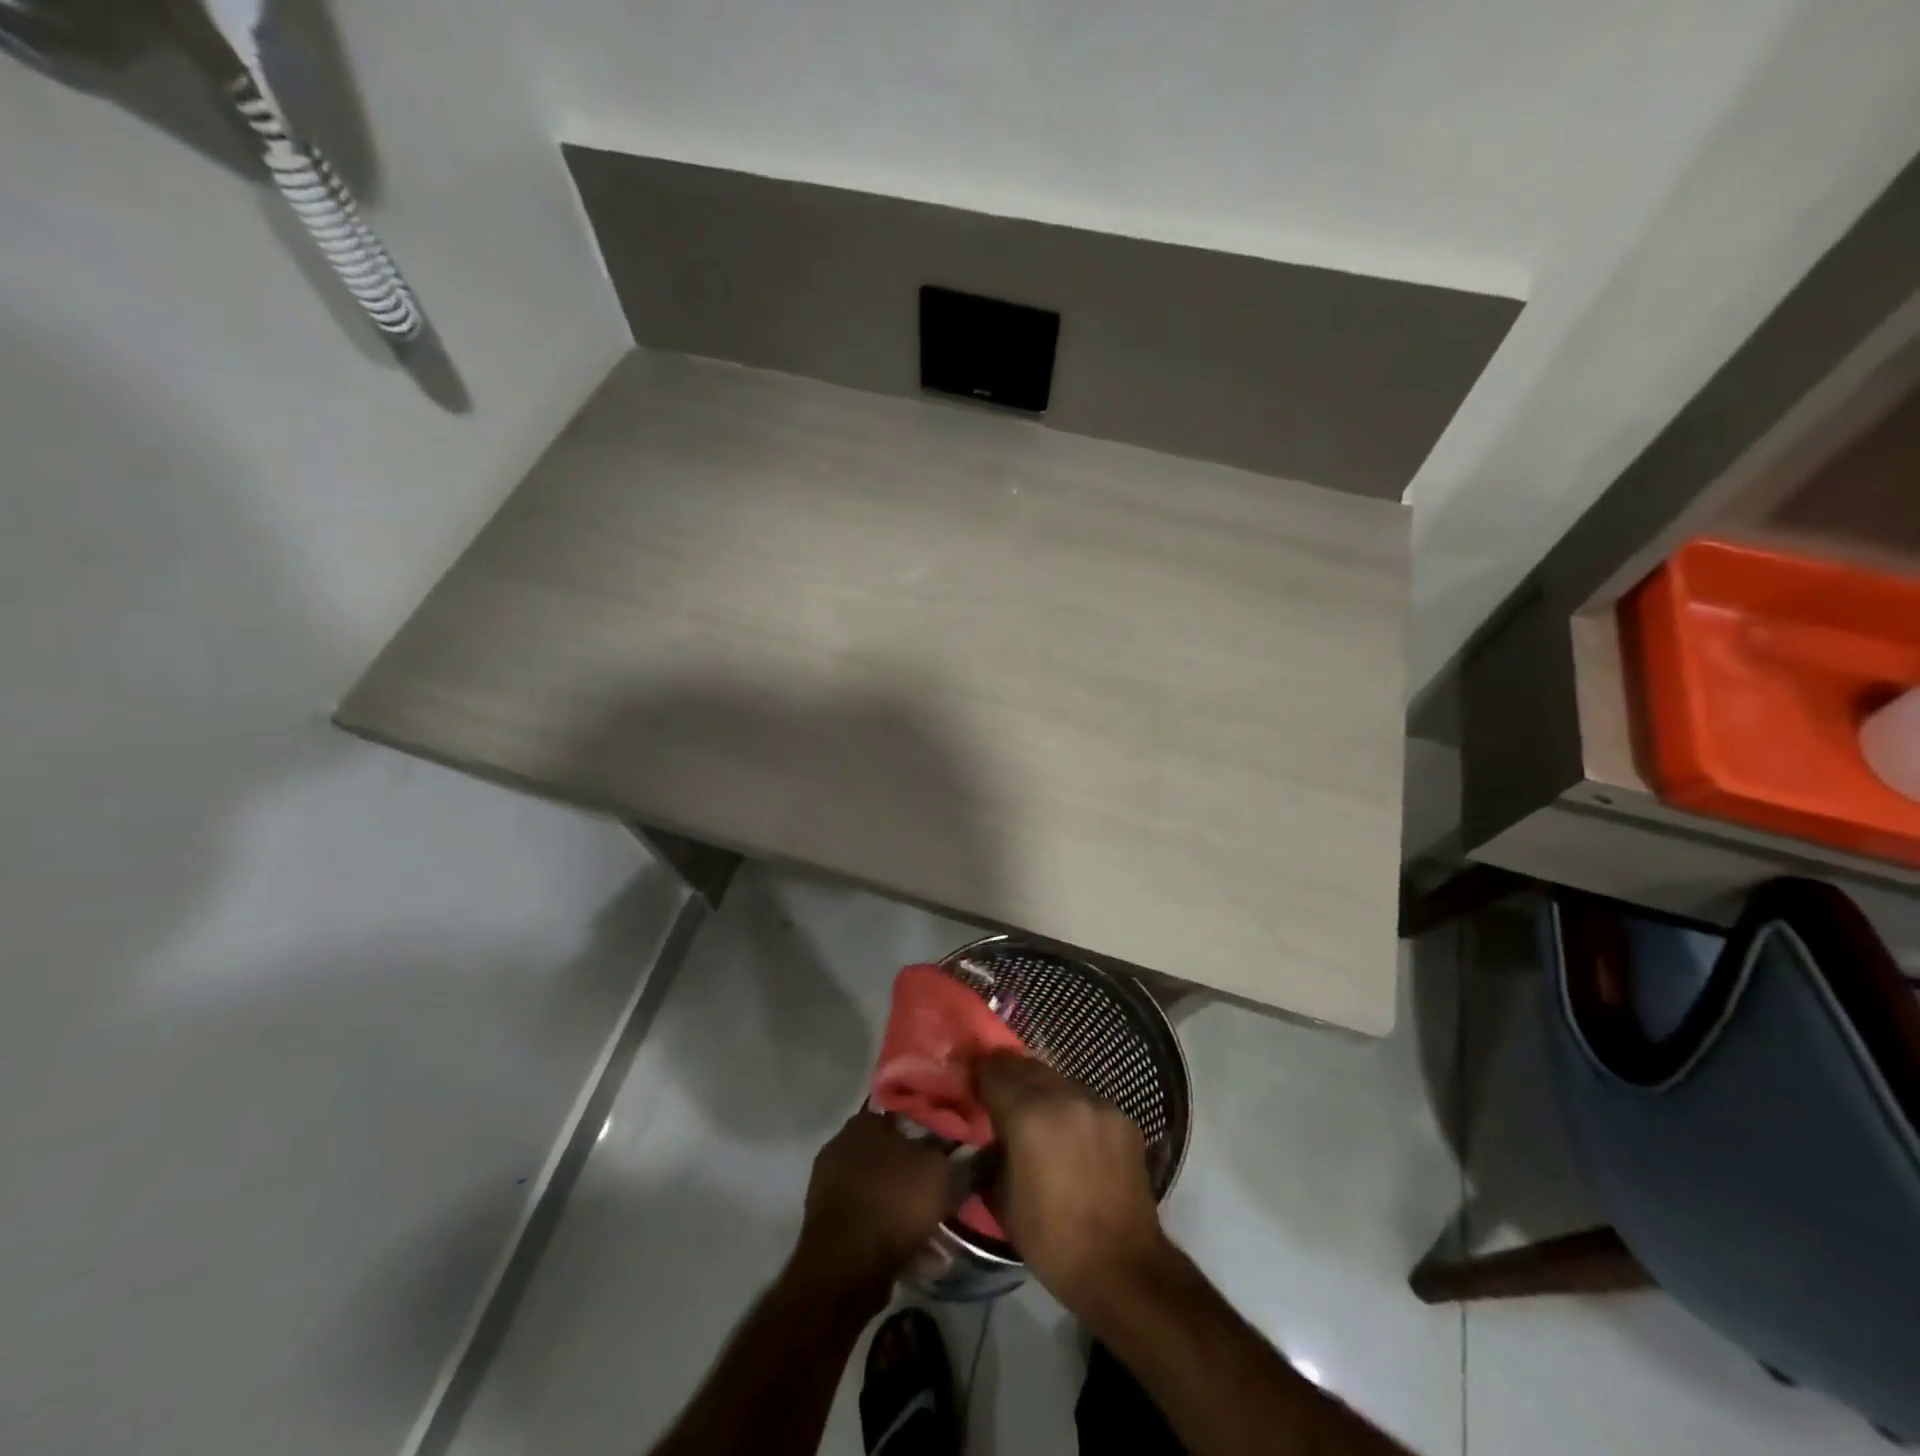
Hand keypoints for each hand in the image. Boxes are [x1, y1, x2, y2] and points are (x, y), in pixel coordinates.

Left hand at [791, 1109, 956, 1304]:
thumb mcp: (942, 1175)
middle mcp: (843, 1147)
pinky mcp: (831, 1228)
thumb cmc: (894, 1202)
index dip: (932, 1128)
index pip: (903, 1112)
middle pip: (894, 1157)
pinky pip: (874, 1226)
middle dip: (921, 1176)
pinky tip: (926, 1258)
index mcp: (865, 1122)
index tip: (954, 1147)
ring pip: (885, 1194)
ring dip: (911, 1212)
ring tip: (944, 1234)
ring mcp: (832, 1189)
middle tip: (949, 1192)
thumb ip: (964, 1160)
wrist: (844, 1268)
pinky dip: (897, 1239)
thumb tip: (982, 1151)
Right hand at [975, 1054, 1167, 1311]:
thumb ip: (992, 1153)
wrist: (1122, 1267)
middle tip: (1000, 1099)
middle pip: (1026, 1066)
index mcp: (1028, 1114)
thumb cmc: (1052, 1240)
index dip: (980, 1075)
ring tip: (1038, 1120)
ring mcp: (1098, 1103)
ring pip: (1058, 1080)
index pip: (994, 1070)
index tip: (973, 1087)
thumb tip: (989, 1137)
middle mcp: (1064, 1096)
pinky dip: (1072, 1110)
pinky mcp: (1122, 1117)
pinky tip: (1072, 1137)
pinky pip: (1086, 1100)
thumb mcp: (1002, 1199)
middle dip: (1009, 1078)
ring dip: (1042, 1092)